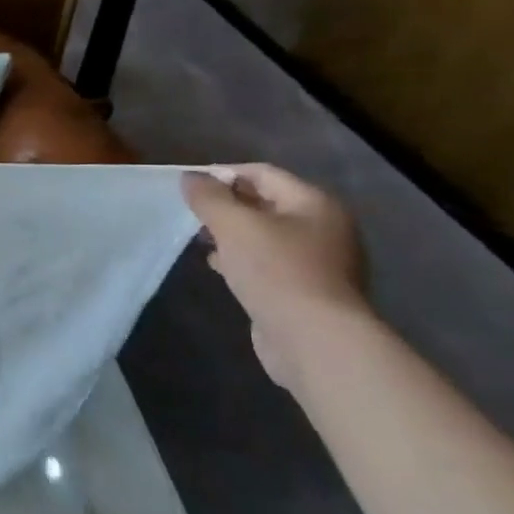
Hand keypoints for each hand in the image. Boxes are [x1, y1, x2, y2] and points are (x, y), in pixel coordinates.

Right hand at [182, 164, 370, 390]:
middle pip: (266, 203)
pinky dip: (242, 259)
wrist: (314, 340)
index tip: (189, 186)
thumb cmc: (276, 271)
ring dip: (232, 234)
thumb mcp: (234, 225)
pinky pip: (269, 263)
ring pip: (265, 235)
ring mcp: (319, 262)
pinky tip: (220, 268)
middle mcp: (324, 227)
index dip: (223, 173)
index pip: (263, 173)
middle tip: (192, 215)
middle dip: (226, 206)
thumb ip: (208, 197)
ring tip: (201, 240)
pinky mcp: (306, 290)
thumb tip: (190, 177)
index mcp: (315, 204)